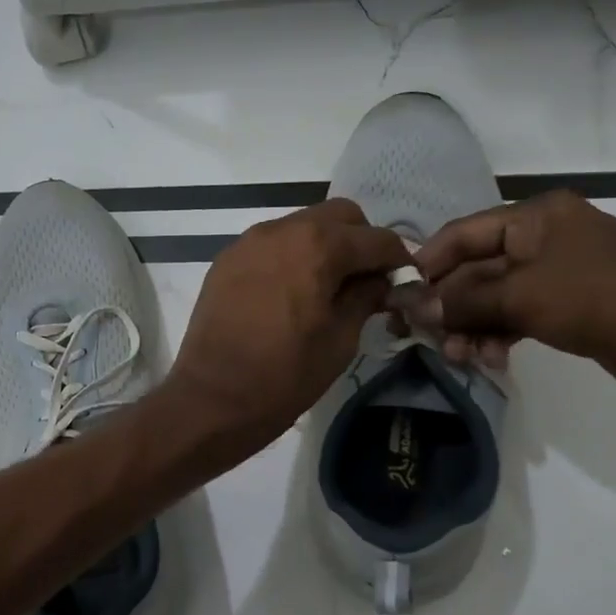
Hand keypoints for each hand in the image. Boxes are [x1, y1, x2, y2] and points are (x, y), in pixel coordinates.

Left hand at [165, 197, 410, 454]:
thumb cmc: (285, 375)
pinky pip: (271, 244)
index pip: (376, 238)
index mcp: (318, 245)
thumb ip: (365, 297)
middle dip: (360, 242)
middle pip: (339, 216)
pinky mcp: (226, 260)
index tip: (403, 285)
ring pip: (302, 225)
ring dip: (323, 246)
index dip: (398, 261)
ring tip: (327, 288)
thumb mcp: (341, 339)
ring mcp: (248, 242)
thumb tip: (380, 280)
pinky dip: (291, 256)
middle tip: (365, 282)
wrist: (212, 397)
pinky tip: (291, 293)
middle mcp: (282, 229)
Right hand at [409, 190, 615, 397]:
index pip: (463, 233)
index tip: (399, 296)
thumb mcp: (521, 298)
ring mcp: (559, 272)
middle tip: (423, 337)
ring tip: (459, 357)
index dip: (427, 263)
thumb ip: (462, 301)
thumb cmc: (598, 302)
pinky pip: (518, 314)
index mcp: (537, 216)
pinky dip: (499, 334)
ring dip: (472, 326)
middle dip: (450, 305)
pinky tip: (490, 359)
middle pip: (477, 268)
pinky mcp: (570, 305)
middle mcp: (545, 236)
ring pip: (495, 296)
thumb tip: (412, 307)